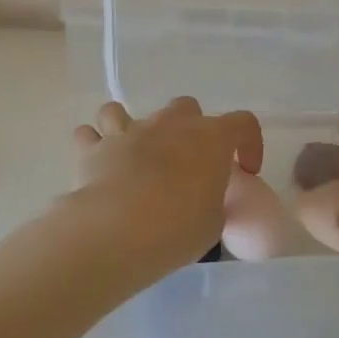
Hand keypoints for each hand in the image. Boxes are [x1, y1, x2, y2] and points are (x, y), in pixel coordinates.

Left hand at [72, 99, 264, 271]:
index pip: (243, 123)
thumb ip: (213, 199)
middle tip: (187, 163)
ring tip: (132, 157)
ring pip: (125, 110)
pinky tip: (97, 164)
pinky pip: (89, 135)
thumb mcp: (213, 221)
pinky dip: (93, 145)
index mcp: (210, 137)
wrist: (119, 229)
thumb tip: (204, 197)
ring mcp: (129, 130)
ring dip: (129, 128)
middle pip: (186, 108)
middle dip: (189, 129)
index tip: (245, 170)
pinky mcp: (94, 147)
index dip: (249, 143)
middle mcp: (170, 123)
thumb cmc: (178, 227)